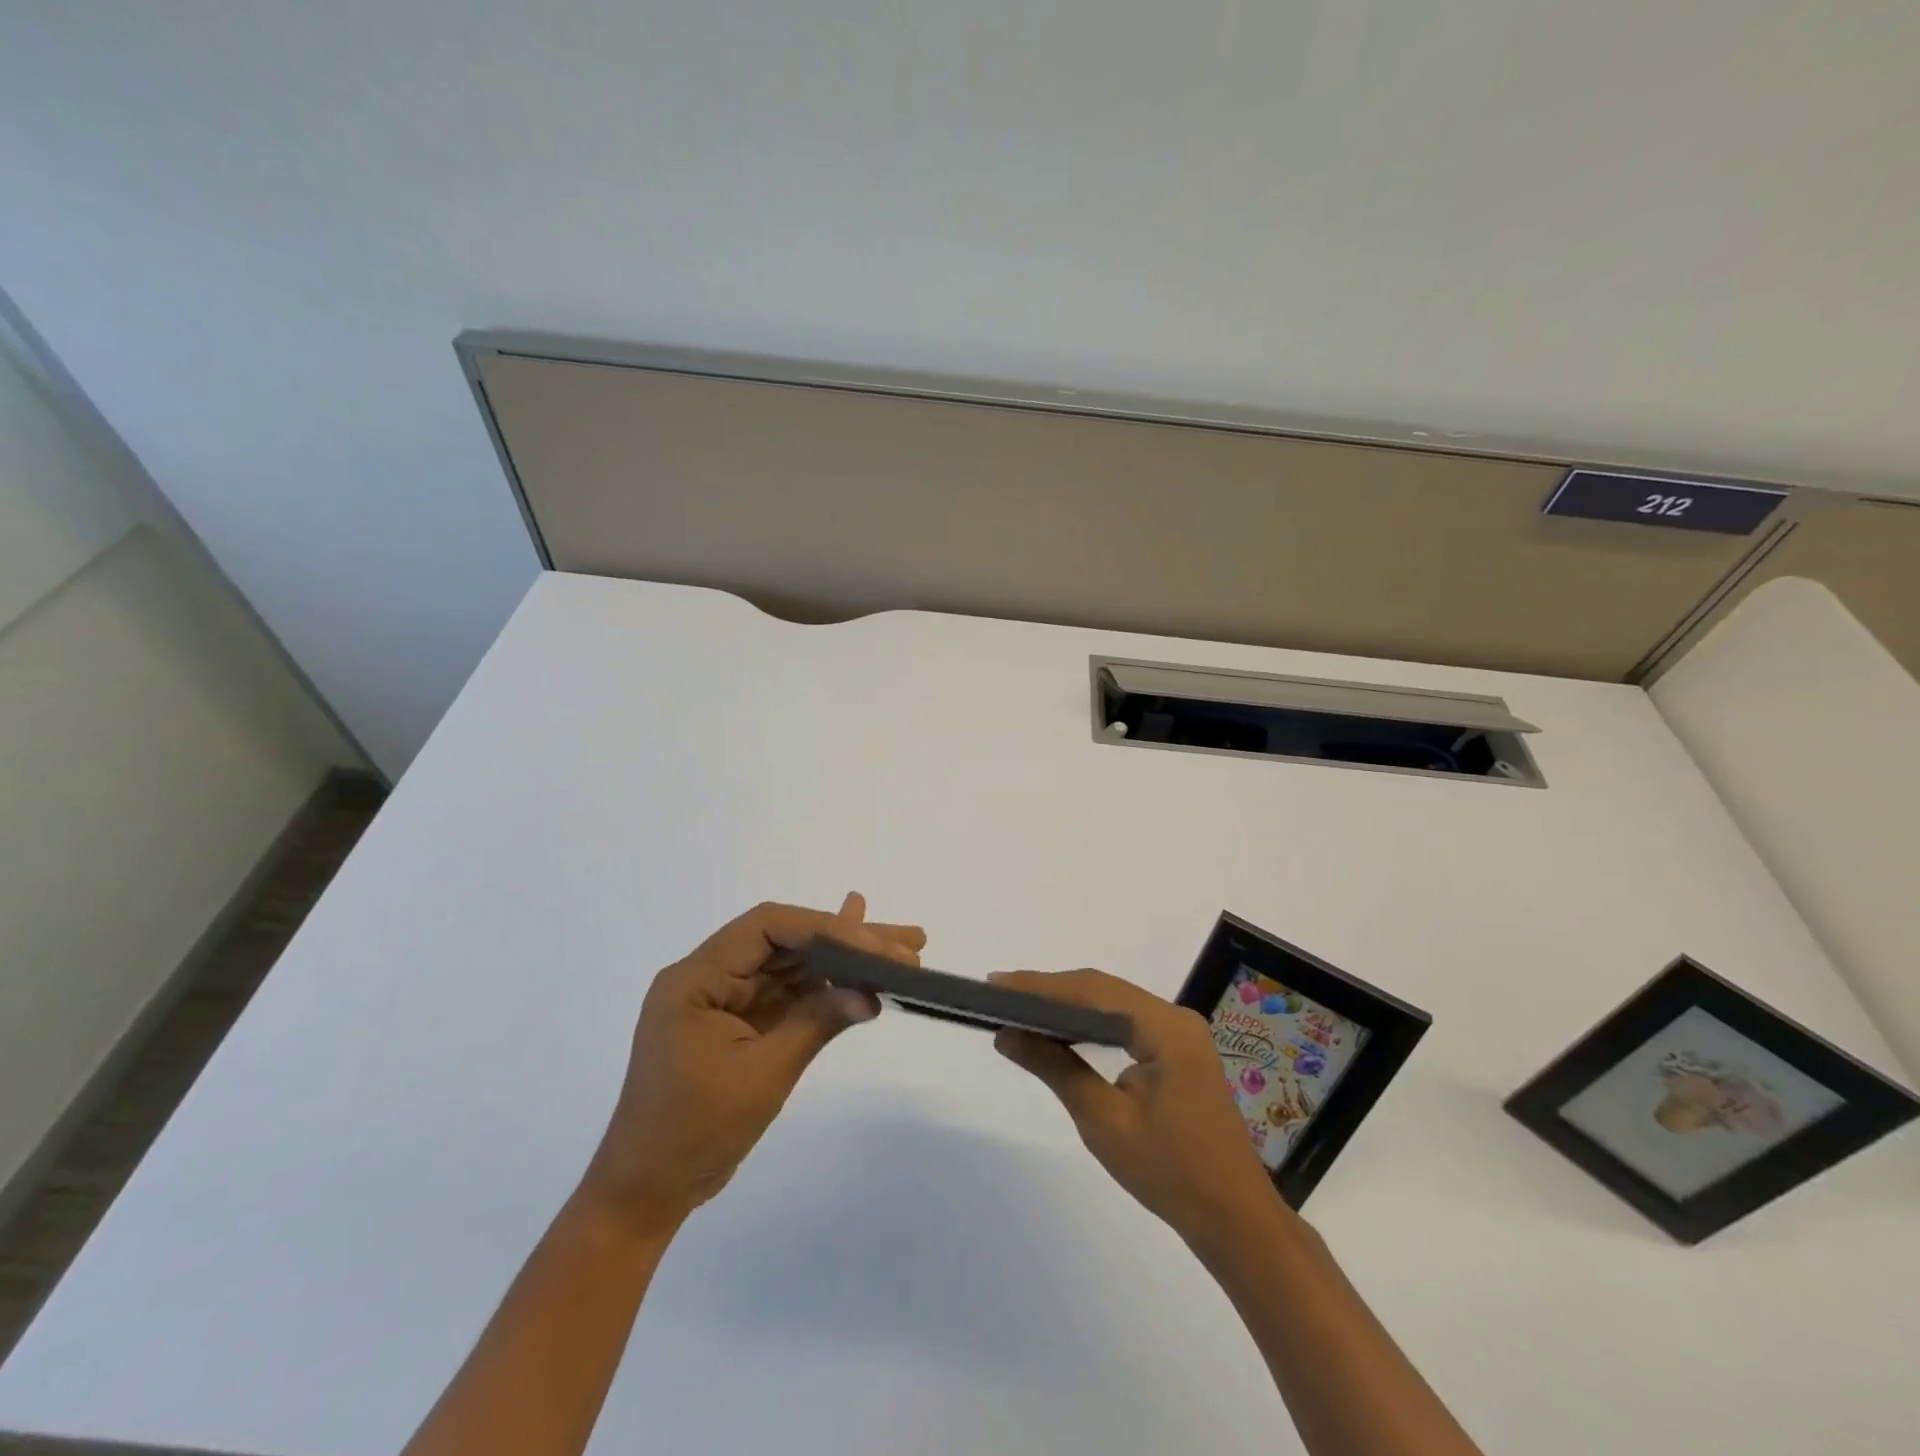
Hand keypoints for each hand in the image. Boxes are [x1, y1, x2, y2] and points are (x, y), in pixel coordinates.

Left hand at [580, 895, 924, 1235]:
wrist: (646, 1192)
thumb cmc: (694, 1132)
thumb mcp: (762, 1074)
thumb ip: (816, 1023)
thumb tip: (871, 992)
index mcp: (697, 977)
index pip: (767, 927)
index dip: (826, 928)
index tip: (875, 945)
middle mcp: (711, 975)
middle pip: (787, 941)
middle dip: (848, 939)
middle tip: (907, 941)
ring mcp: (727, 998)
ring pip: (794, 965)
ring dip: (845, 960)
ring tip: (904, 952)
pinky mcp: (742, 1021)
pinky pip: (789, 993)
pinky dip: (827, 987)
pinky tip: (864, 975)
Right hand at [990, 969, 1279, 1241]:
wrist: (1235, 1220)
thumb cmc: (1170, 1174)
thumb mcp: (1103, 1121)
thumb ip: (1055, 1068)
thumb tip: (1007, 1033)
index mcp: (1166, 1028)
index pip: (1093, 991)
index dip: (1042, 985)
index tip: (996, 984)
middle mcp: (1176, 1017)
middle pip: (1104, 990)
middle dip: (1051, 990)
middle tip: (1000, 993)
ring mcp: (1181, 1033)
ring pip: (1114, 1003)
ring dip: (1069, 1003)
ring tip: (1021, 1006)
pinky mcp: (1179, 1051)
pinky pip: (1126, 1021)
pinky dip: (1091, 1021)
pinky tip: (1063, 1029)